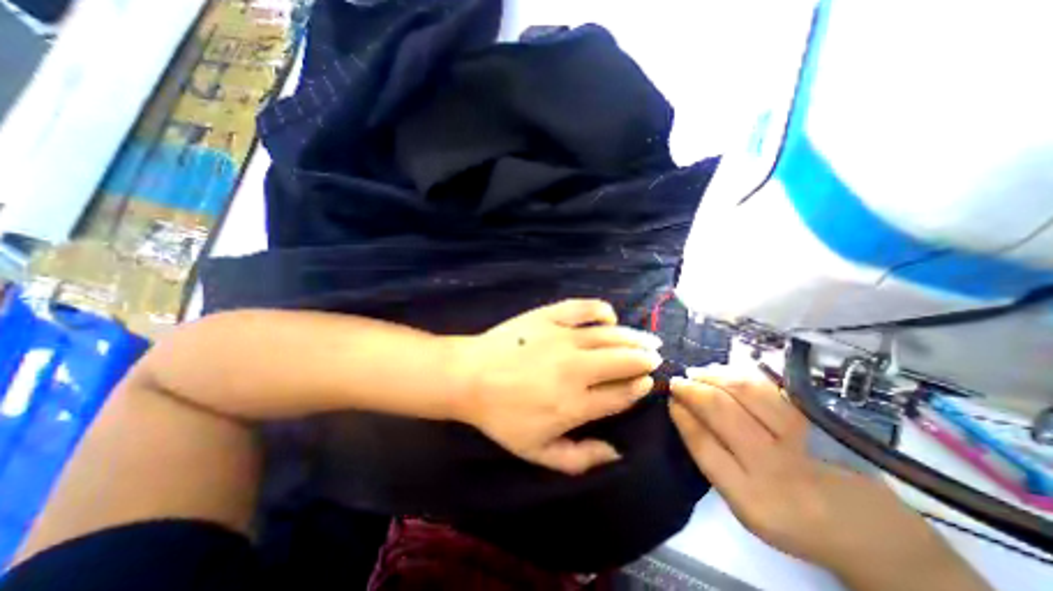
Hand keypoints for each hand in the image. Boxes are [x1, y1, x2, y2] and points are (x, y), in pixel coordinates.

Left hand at [450, 301, 655, 475]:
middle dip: (645, 360)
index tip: (647, 382)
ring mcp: (563, 337)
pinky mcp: (549, 316)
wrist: (469, 376)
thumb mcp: (537, 452)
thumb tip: (617, 453)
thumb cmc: (502, 416)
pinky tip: (610, 316)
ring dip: (634, 338)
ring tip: (648, 339)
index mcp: (575, 404)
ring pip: (611, 335)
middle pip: (624, 361)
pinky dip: (601, 310)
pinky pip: (584, 308)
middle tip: (654, 357)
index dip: (639, 387)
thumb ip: (580, 459)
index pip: (621, 394)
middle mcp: (576, 368)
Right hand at [669, 367, 993, 588]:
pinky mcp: (818, 421)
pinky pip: (770, 388)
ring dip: (713, 376)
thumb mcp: (743, 504)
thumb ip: (714, 460)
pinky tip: (724, 373)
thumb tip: (685, 413)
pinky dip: (740, 375)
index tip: (670, 399)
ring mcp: (801, 439)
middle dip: (692, 390)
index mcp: (750, 497)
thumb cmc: (789, 516)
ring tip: (697, 374)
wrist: (867, 530)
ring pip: (746, 391)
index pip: (702, 444)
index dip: (682, 416)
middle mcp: (775, 467)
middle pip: (721, 411)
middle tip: (677, 381)